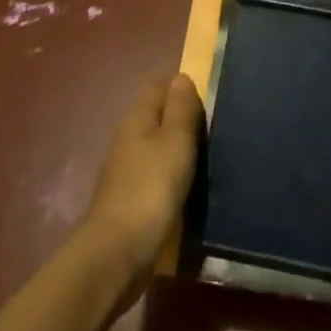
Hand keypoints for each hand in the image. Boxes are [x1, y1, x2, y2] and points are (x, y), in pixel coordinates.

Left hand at [80, 74, 202, 280]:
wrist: (117, 254)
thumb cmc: (151, 188)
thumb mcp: (175, 141)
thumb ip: (181, 108)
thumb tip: (181, 76)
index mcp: (137, 118)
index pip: (160, 87)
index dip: (183, 89)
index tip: (209, 101)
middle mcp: (128, 138)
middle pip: (158, 117)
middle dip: (182, 120)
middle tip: (214, 130)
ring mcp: (125, 170)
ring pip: (156, 147)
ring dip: (177, 150)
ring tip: (206, 158)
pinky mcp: (129, 200)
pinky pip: (154, 175)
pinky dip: (170, 176)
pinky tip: (186, 188)